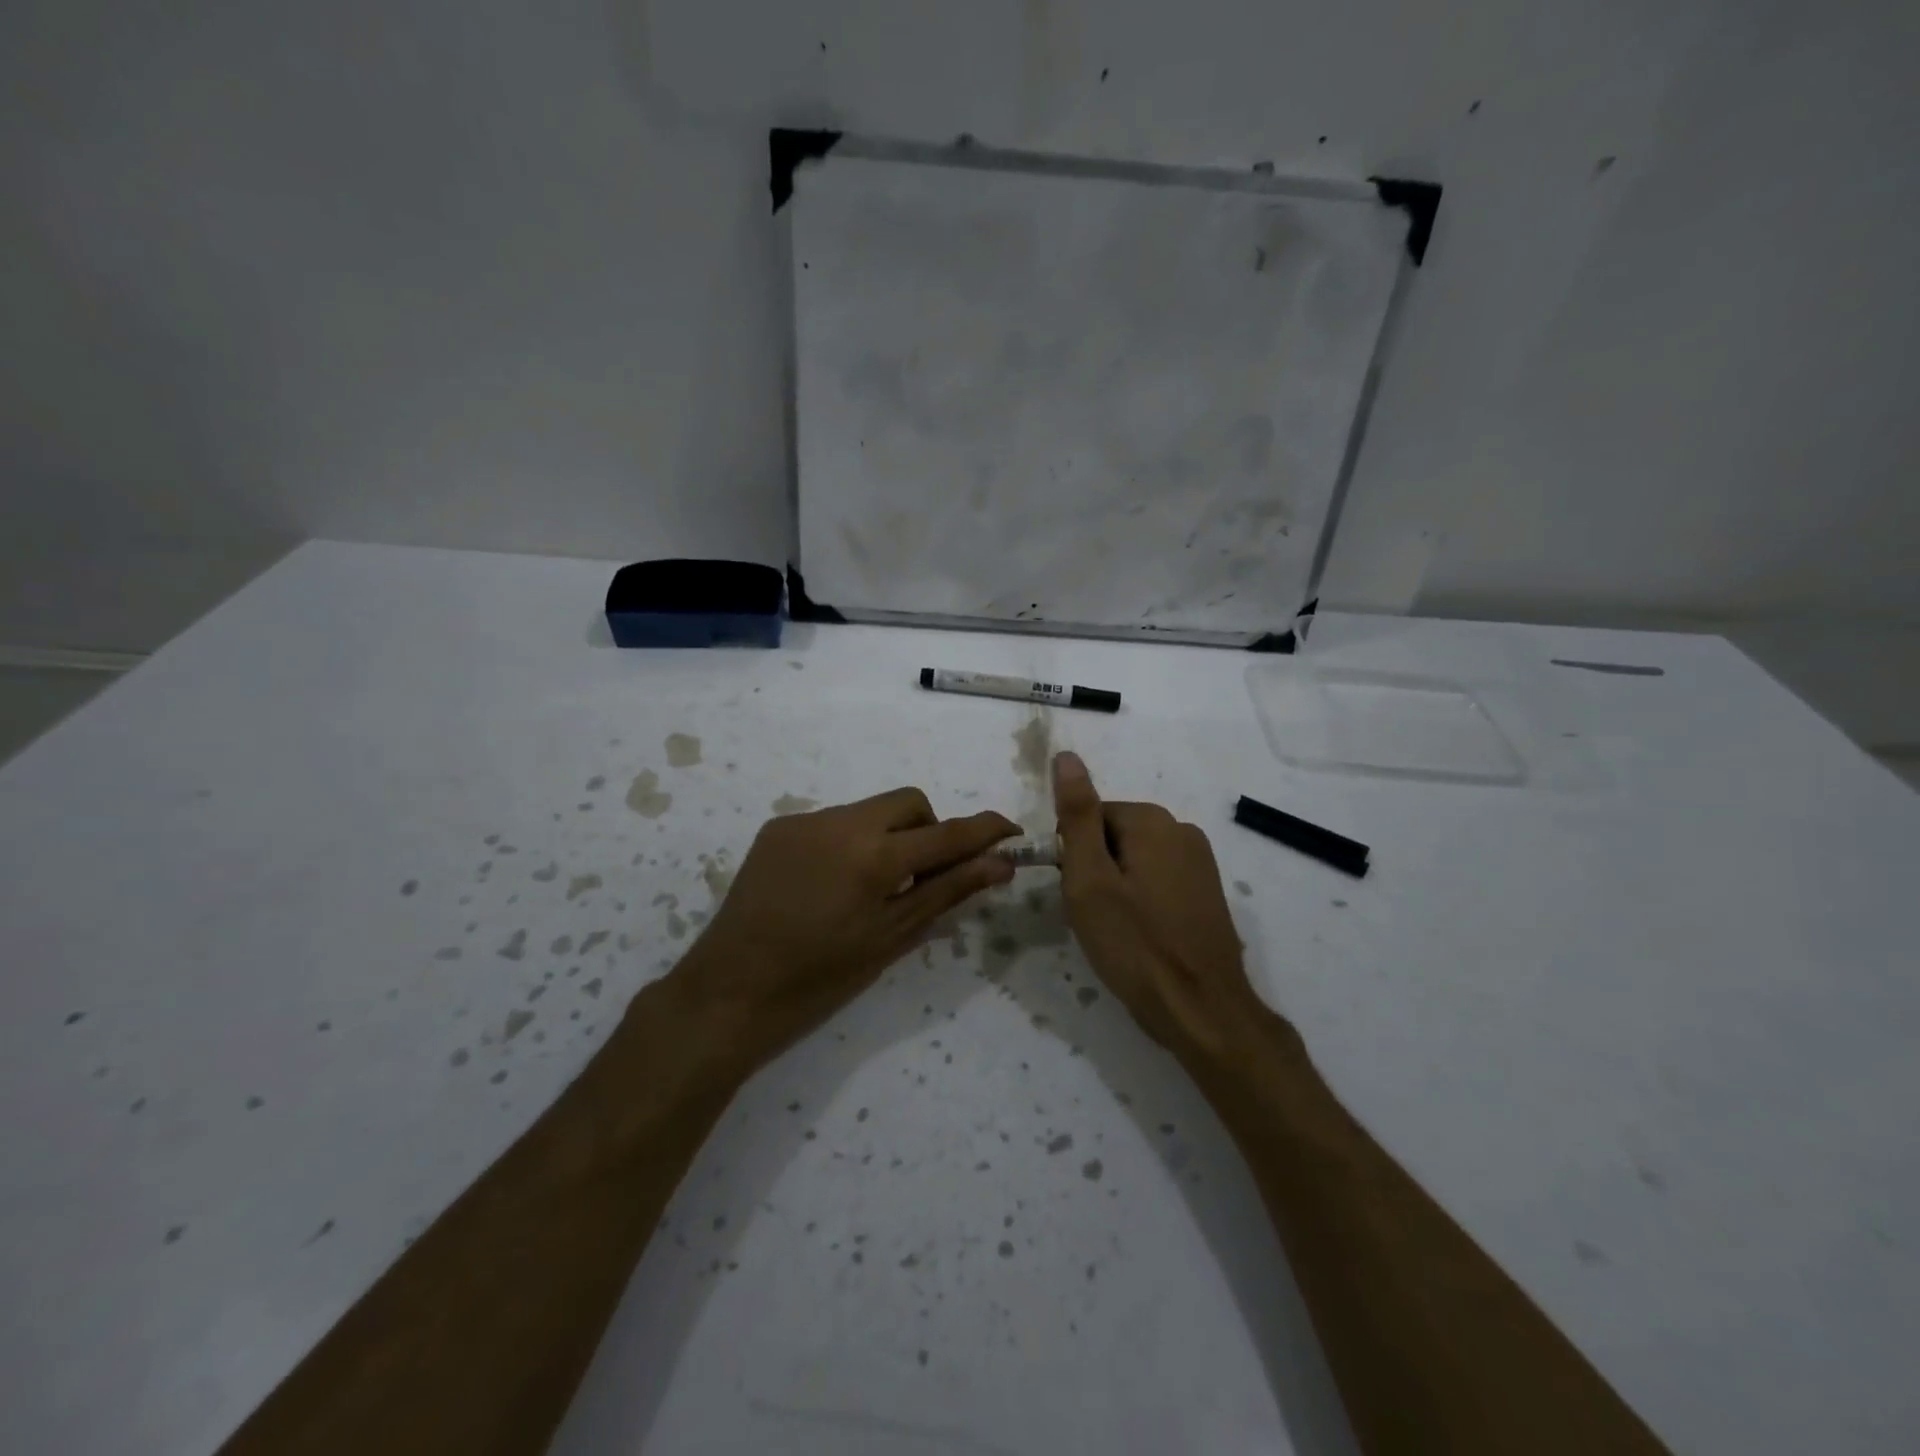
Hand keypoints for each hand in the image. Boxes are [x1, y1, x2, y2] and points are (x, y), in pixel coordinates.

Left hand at [672, 788, 1016, 1062]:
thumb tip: (1000, 864)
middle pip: (909, 802)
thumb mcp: (891, 937)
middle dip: (928, 829)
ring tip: (870, 888)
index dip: (984, 830)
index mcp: (875, 856)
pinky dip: (849, 843)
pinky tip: (831, 885)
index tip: (1010, 832)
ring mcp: (805, 820)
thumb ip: (947, 891)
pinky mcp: (779, 827)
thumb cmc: (820, 977)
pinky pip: (833, 822)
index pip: (946, 833)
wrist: (731, 989)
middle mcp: (842, 822)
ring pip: (870, 811)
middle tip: (922, 877)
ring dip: (887, 836)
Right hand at [1053, 751, 1292, 1071]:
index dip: (1074, 855)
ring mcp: (1201, 862)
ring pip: (1134, 860)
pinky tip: (1142, 935)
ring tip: (1118, 929)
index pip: (1089, 817)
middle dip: (1096, 870)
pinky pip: (1158, 880)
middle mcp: (1182, 830)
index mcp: (1153, 821)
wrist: (1201, 1009)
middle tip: (1094, 915)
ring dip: (1117, 887)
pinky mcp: (1208, 891)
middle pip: (1113, 835)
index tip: (1077, 894)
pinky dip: (1142, 901)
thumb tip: (1066, 756)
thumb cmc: (1135, 944)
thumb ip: (1077, 814)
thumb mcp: (1090, 878)